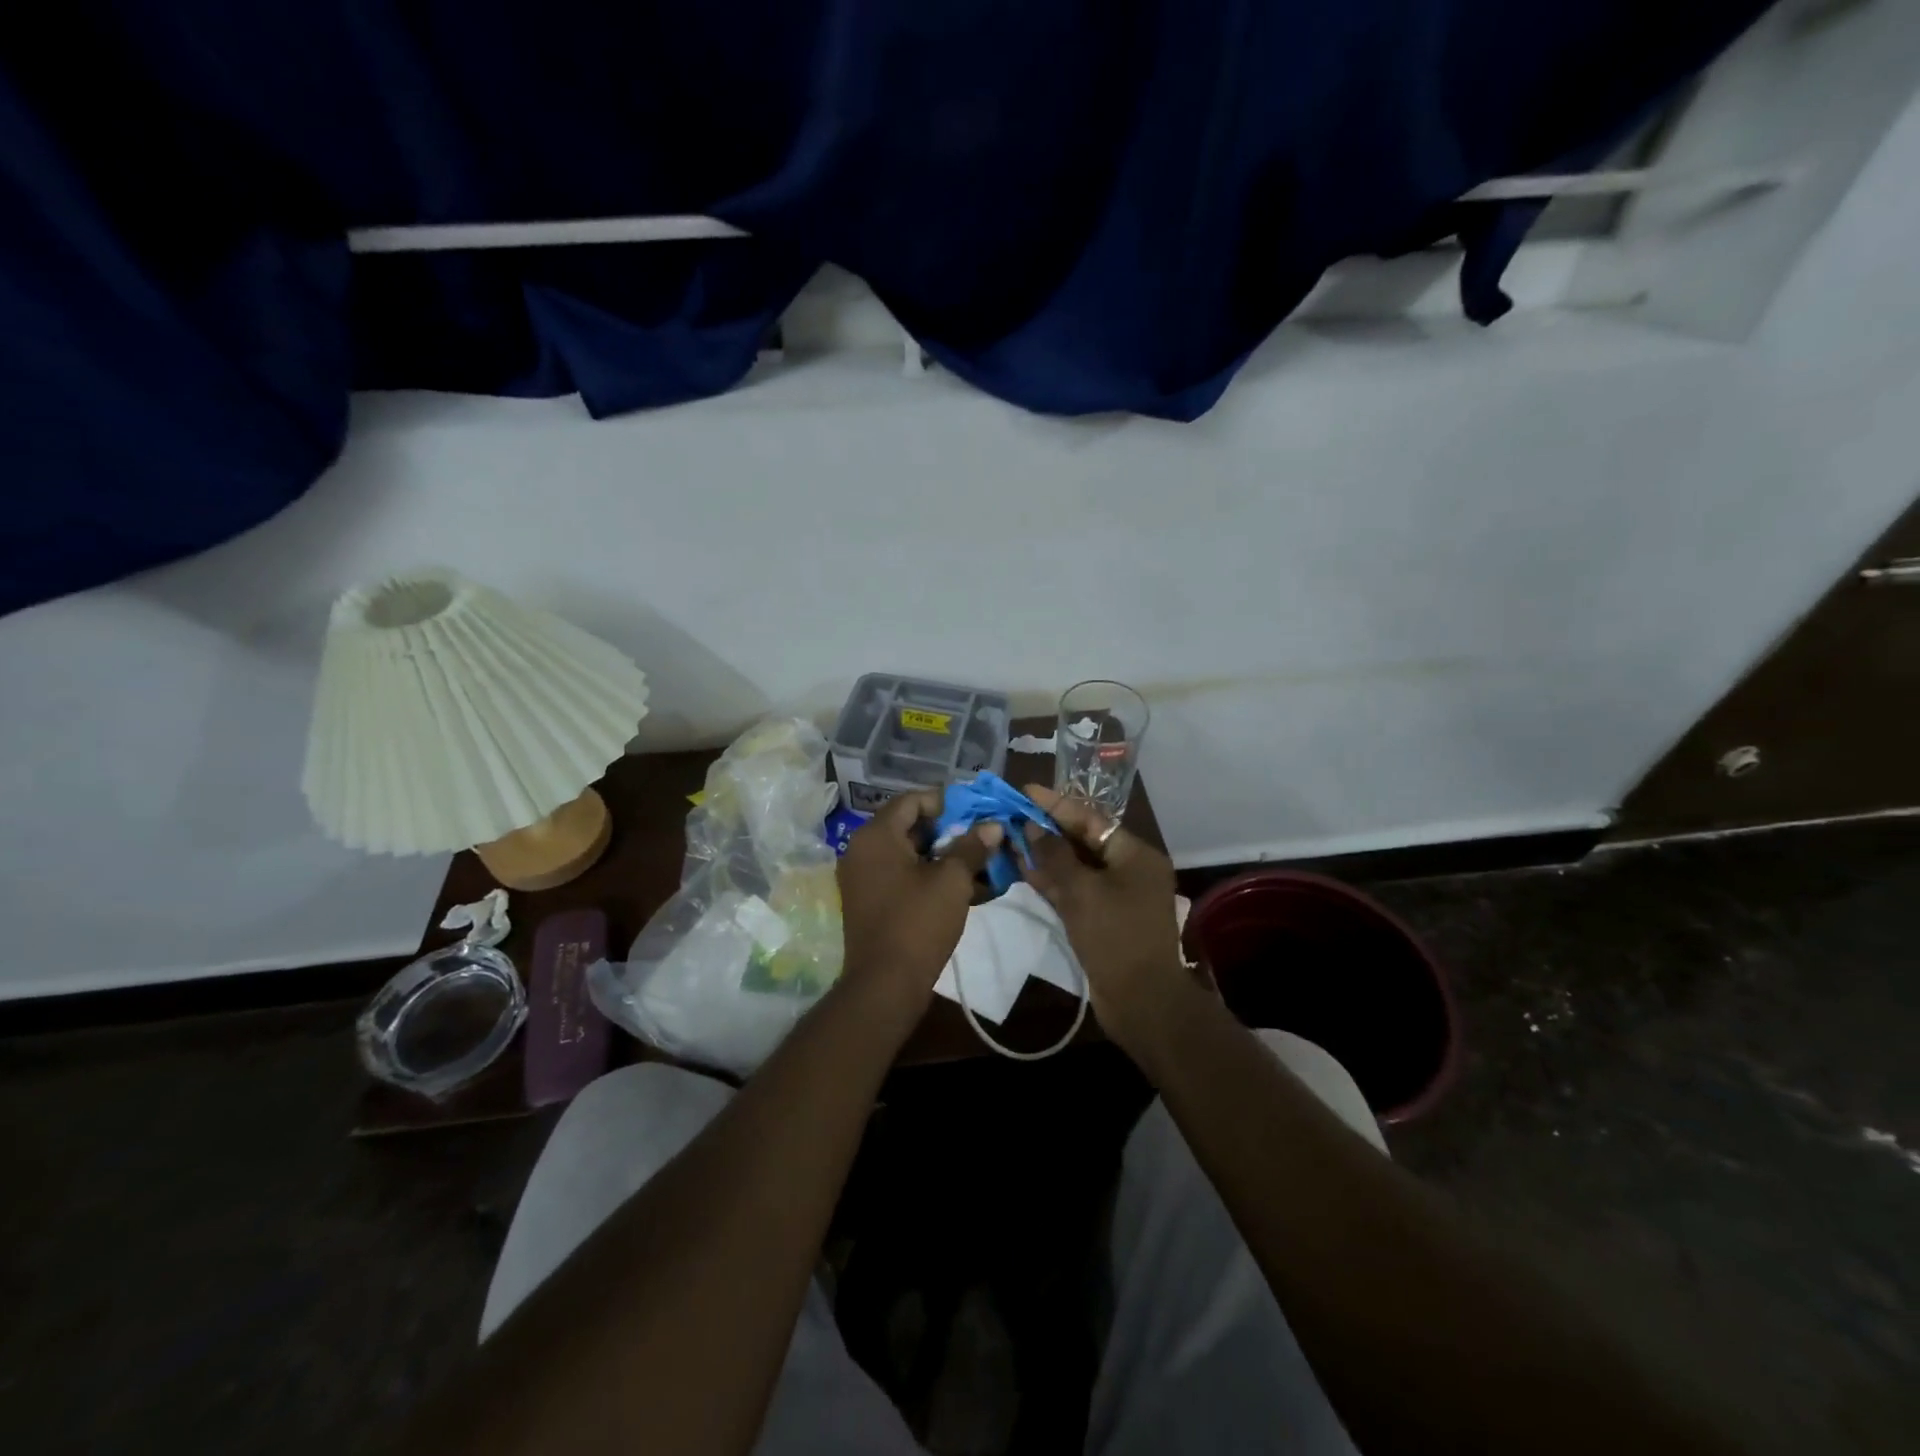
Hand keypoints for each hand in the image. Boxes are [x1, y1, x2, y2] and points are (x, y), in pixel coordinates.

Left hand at [836, 790, 1001, 1023]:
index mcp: (876, 835)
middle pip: (910, 826)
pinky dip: (931, 878)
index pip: (912, 800)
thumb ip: (972, 847)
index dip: (947, 803)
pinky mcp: (871, 901)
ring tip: (982, 866)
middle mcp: (863, 849)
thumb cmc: (918, 923)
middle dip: (950, 832)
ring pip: (910, 854)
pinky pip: (903, 877)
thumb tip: (993, 825)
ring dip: (945, 857)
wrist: (885, 985)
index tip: (977, 815)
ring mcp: (864, 877)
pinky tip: (967, 889)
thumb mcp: (952, 880)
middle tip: (983, 840)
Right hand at [1020, 784, 1193, 1062]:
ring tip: (1011, 838)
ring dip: (1045, 855)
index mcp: (1135, 855)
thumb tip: (1032, 827)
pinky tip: (1023, 869)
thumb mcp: (1082, 891)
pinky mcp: (1103, 919)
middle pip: (1083, 841)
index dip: (1056, 804)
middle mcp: (1129, 870)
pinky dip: (1052, 881)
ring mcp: (1116, 896)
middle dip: (1048, 829)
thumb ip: (1054, 856)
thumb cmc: (1115, 937)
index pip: (1091, 819)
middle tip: (1013, 814)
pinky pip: (1075, 890)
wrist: (1141, 1001)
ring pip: (1076, 867)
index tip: (1026, 791)